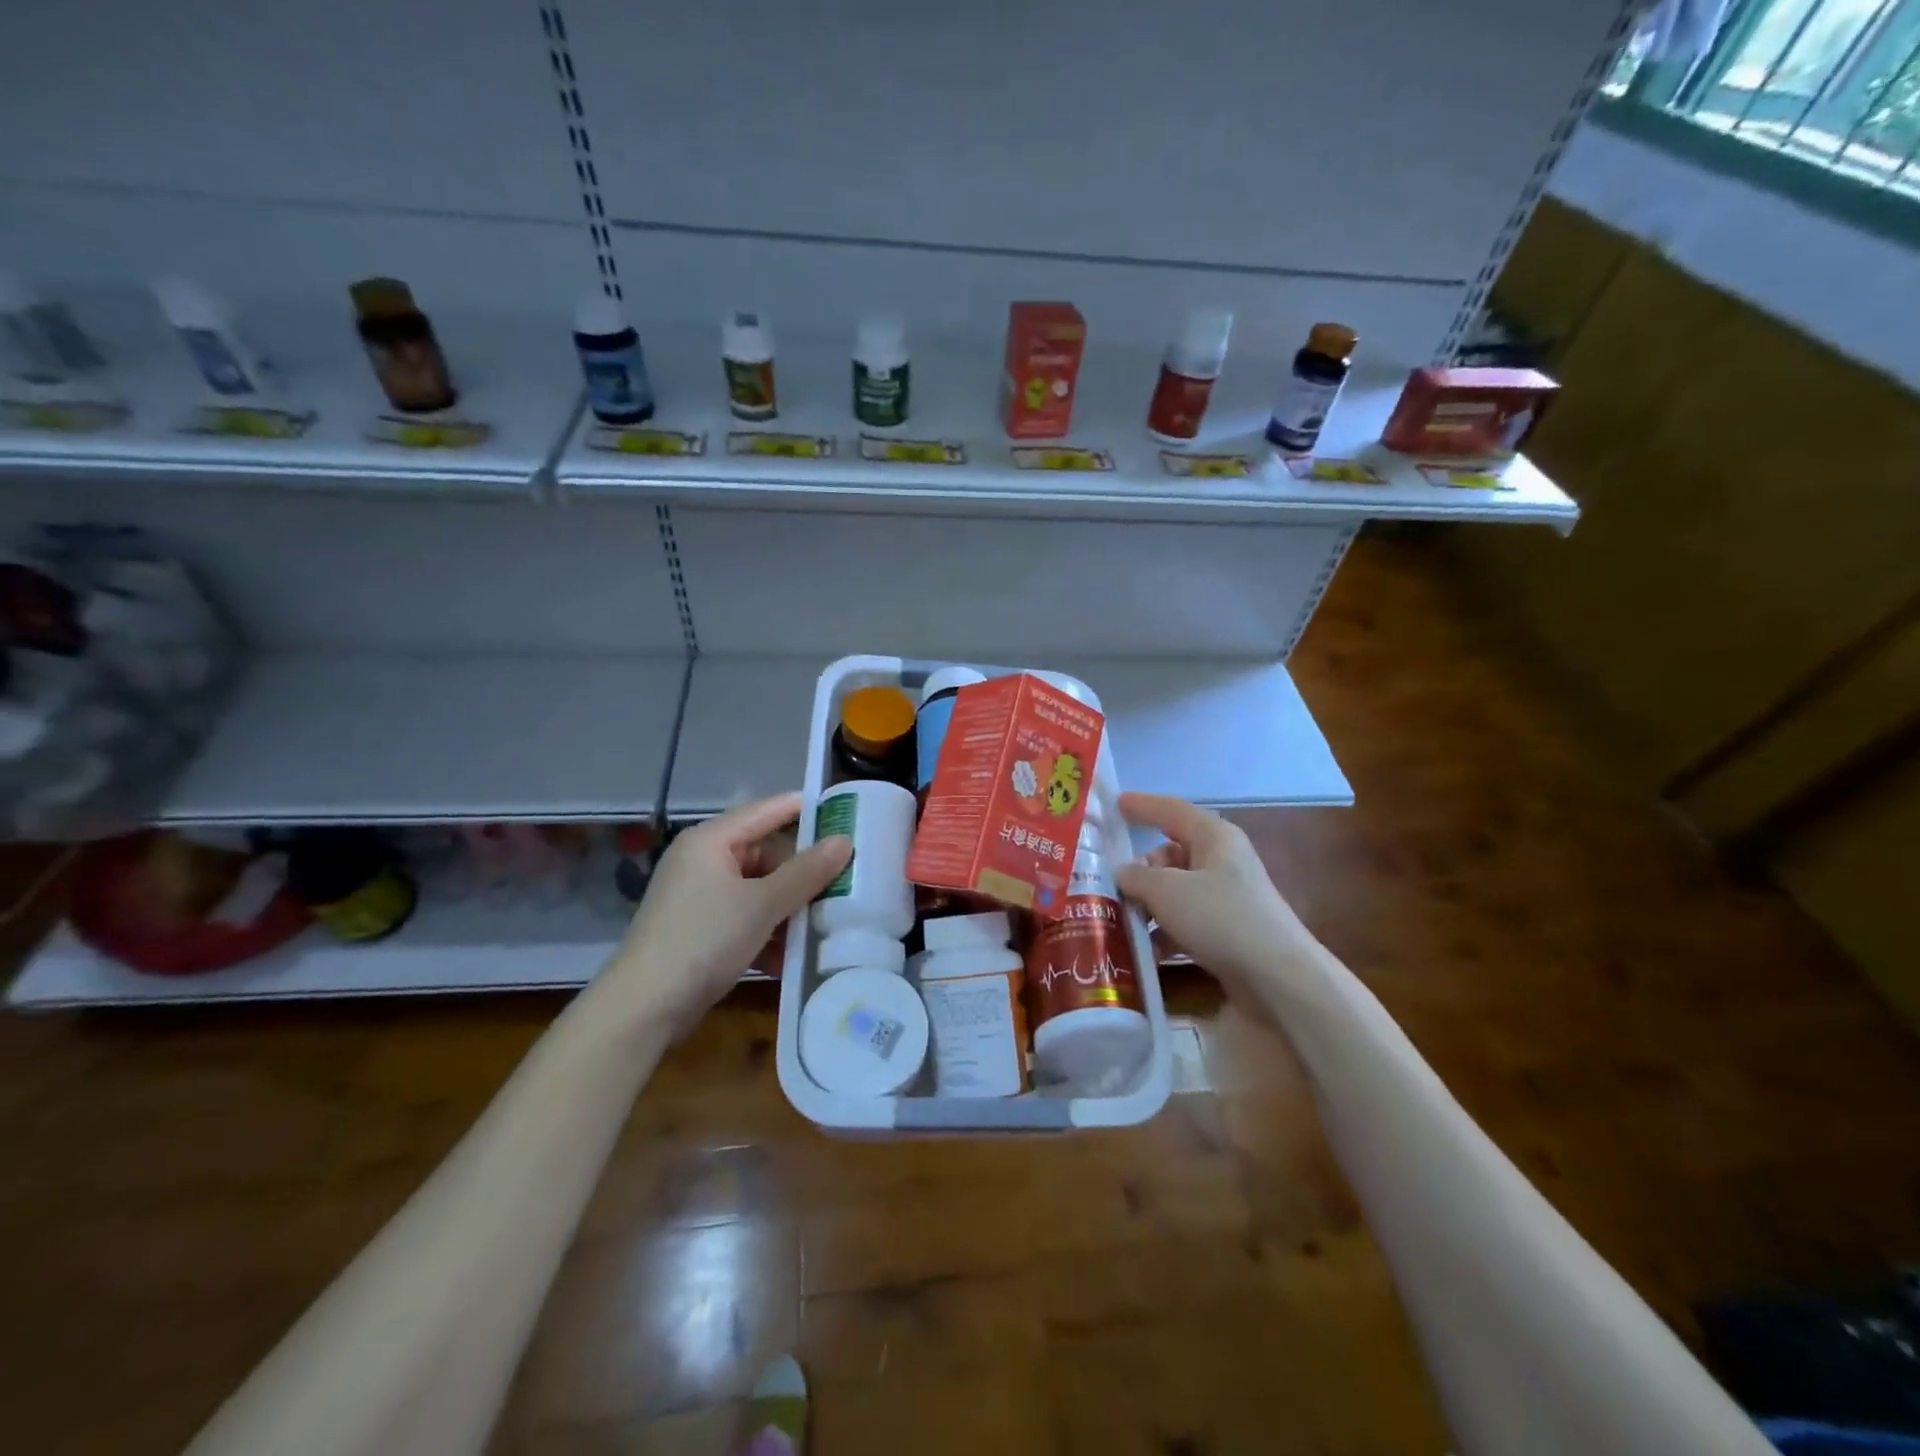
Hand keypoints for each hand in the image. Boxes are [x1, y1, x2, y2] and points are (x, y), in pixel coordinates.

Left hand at [599, 792, 851, 1035]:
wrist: (644, 1008)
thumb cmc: (704, 940)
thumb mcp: (763, 904)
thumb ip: (806, 872)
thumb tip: (845, 841)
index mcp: (711, 840)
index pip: (768, 810)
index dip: (806, 810)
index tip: (847, 814)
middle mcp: (703, 860)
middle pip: (766, 854)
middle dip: (802, 875)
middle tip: (843, 886)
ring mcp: (700, 896)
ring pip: (759, 890)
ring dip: (789, 909)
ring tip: (824, 925)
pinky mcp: (700, 929)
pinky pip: (745, 917)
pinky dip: (768, 932)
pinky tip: (790, 957)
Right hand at [1114, 792, 1321, 1005]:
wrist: (1278, 977)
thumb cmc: (1221, 917)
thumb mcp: (1168, 891)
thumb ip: (1137, 877)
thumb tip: (1121, 872)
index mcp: (1214, 837)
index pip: (1171, 810)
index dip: (1142, 805)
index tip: (1115, 803)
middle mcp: (1221, 861)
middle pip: (1169, 854)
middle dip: (1139, 870)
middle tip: (1109, 886)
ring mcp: (1225, 897)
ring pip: (1174, 890)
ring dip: (1147, 905)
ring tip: (1120, 921)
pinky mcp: (1226, 930)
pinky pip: (1185, 921)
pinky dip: (1164, 932)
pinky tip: (1145, 951)